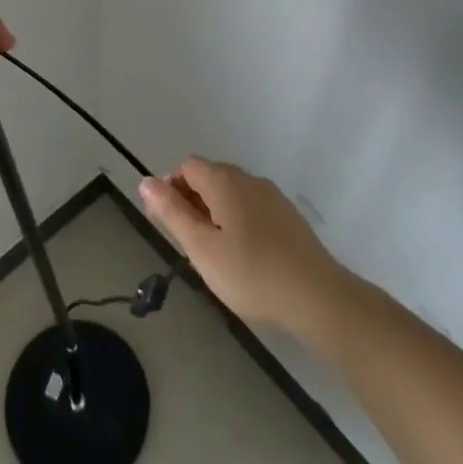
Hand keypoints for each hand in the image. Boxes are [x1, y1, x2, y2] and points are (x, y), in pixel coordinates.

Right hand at [140, 158, 349, 335]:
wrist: (317, 297)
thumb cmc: (251, 273)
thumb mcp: (202, 248)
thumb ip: (172, 212)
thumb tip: (145, 181)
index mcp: (224, 181)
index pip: (187, 166)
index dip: (171, 188)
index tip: (166, 222)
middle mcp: (248, 179)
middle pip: (210, 176)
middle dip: (191, 200)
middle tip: (187, 242)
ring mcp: (272, 196)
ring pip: (232, 192)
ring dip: (214, 211)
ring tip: (213, 252)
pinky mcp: (288, 216)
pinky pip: (251, 206)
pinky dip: (237, 220)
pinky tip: (243, 255)